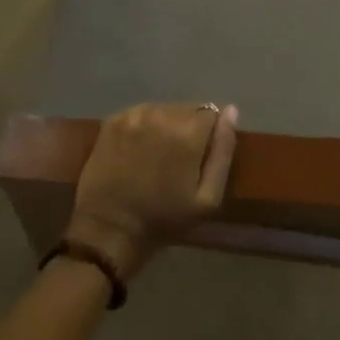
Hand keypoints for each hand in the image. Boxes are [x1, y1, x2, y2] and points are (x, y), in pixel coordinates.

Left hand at [65, 103, 238, 279]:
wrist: (108, 230)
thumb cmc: (163, 219)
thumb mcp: (208, 199)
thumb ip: (223, 152)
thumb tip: (230, 112)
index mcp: (188, 132)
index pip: (212, 113)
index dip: (209, 134)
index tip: (200, 155)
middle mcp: (162, 114)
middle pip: (187, 109)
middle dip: (188, 128)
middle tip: (178, 159)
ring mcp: (134, 115)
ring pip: (163, 109)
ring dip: (165, 125)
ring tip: (157, 154)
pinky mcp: (113, 120)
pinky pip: (140, 113)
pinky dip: (143, 126)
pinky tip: (138, 150)